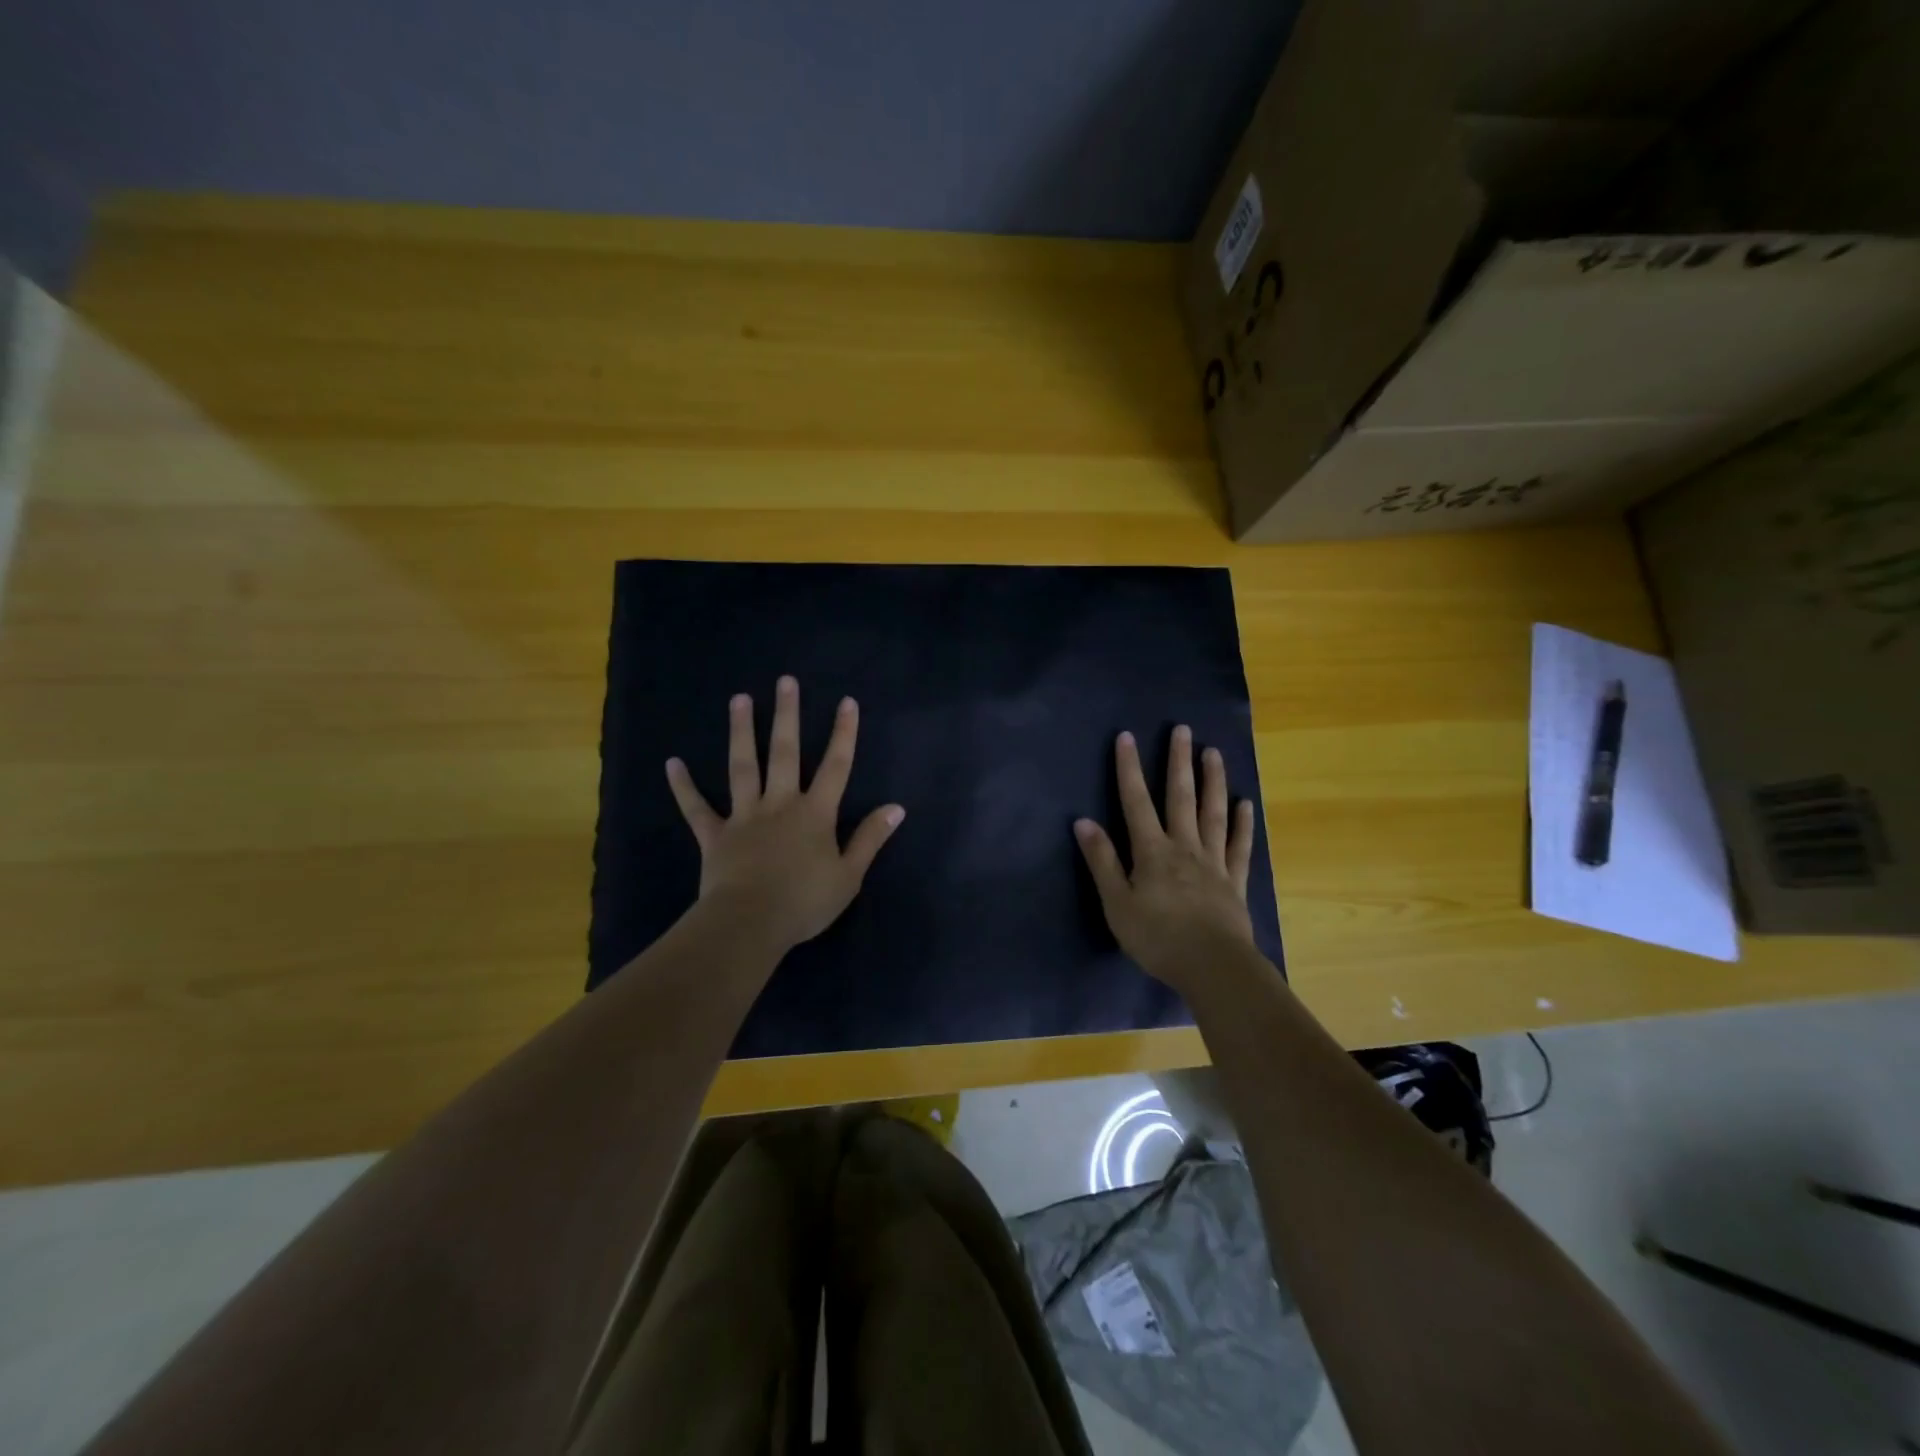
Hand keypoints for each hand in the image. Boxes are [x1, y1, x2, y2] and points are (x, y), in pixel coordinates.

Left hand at [665, 676, 904, 955]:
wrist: (750, 924)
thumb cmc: (805, 902)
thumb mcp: (849, 875)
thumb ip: (870, 839)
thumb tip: (896, 808)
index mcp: (815, 814)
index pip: (836, 767)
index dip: (843, 734)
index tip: (846, 702)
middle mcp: (780, 804)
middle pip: (784, 753)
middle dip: (787, 715)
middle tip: (785, 681)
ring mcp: (744, 816)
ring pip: (742, 767)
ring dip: (740, 732)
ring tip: (739, 699)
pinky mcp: (714, 835)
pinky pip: (696, 808)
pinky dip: (684, 787)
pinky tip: (672, 763)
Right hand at [1074, 726, 1256, 990]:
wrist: (1213, 967)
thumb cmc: (1157, 938)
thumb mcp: (1117, 903)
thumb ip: (1102, 861)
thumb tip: (1083, 821)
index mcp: (1152, 852)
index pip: (1136, 802)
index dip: (1129, 769)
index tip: (1127, 737)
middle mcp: (1184, 847)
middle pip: (1180, 797)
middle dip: (1178, 762)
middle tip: (1183, 730)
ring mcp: (1213, 862)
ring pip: (1213, 814)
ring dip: (1213, 781)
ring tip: (1214, 753)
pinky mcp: (1234, 882)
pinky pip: (1239, 847)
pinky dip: (1243, 824)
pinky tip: (1245, 804)